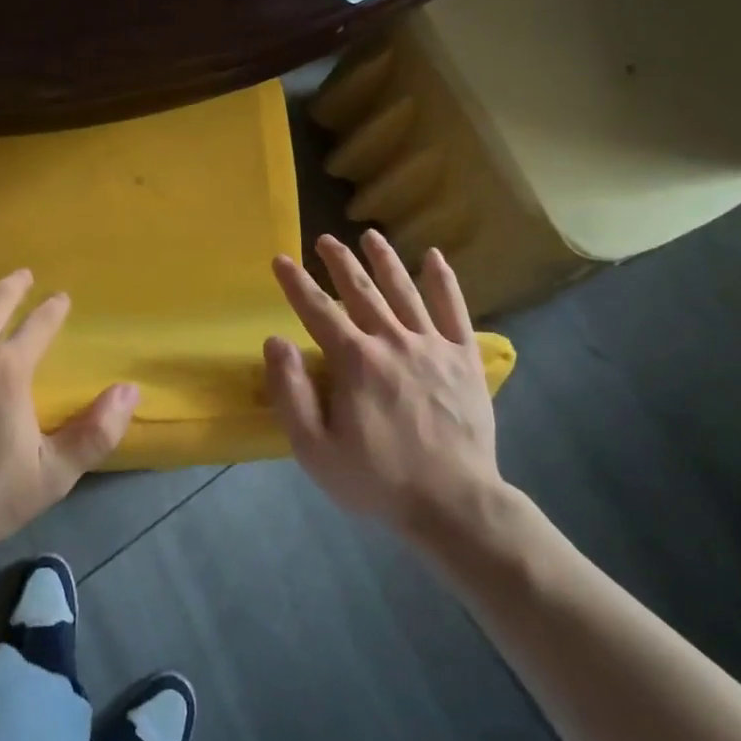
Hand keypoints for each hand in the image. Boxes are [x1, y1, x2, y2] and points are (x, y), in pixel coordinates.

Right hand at [265, 232, 504, 538]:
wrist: (455, 504)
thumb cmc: (378, 479)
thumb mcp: (315, 449)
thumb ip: (291, 392)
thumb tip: (276, 341)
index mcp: (355, 360)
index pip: (317, 310)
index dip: (295, 283)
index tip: (280, 259)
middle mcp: (392, 340)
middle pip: (360, 290)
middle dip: (339, 261)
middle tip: (325, 239)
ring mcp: (432, 345)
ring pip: (404, 290)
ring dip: (384, 260)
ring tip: (370, 236)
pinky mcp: (464, 358)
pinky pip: (454, 309)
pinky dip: (443, 281)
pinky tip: (434, 257)